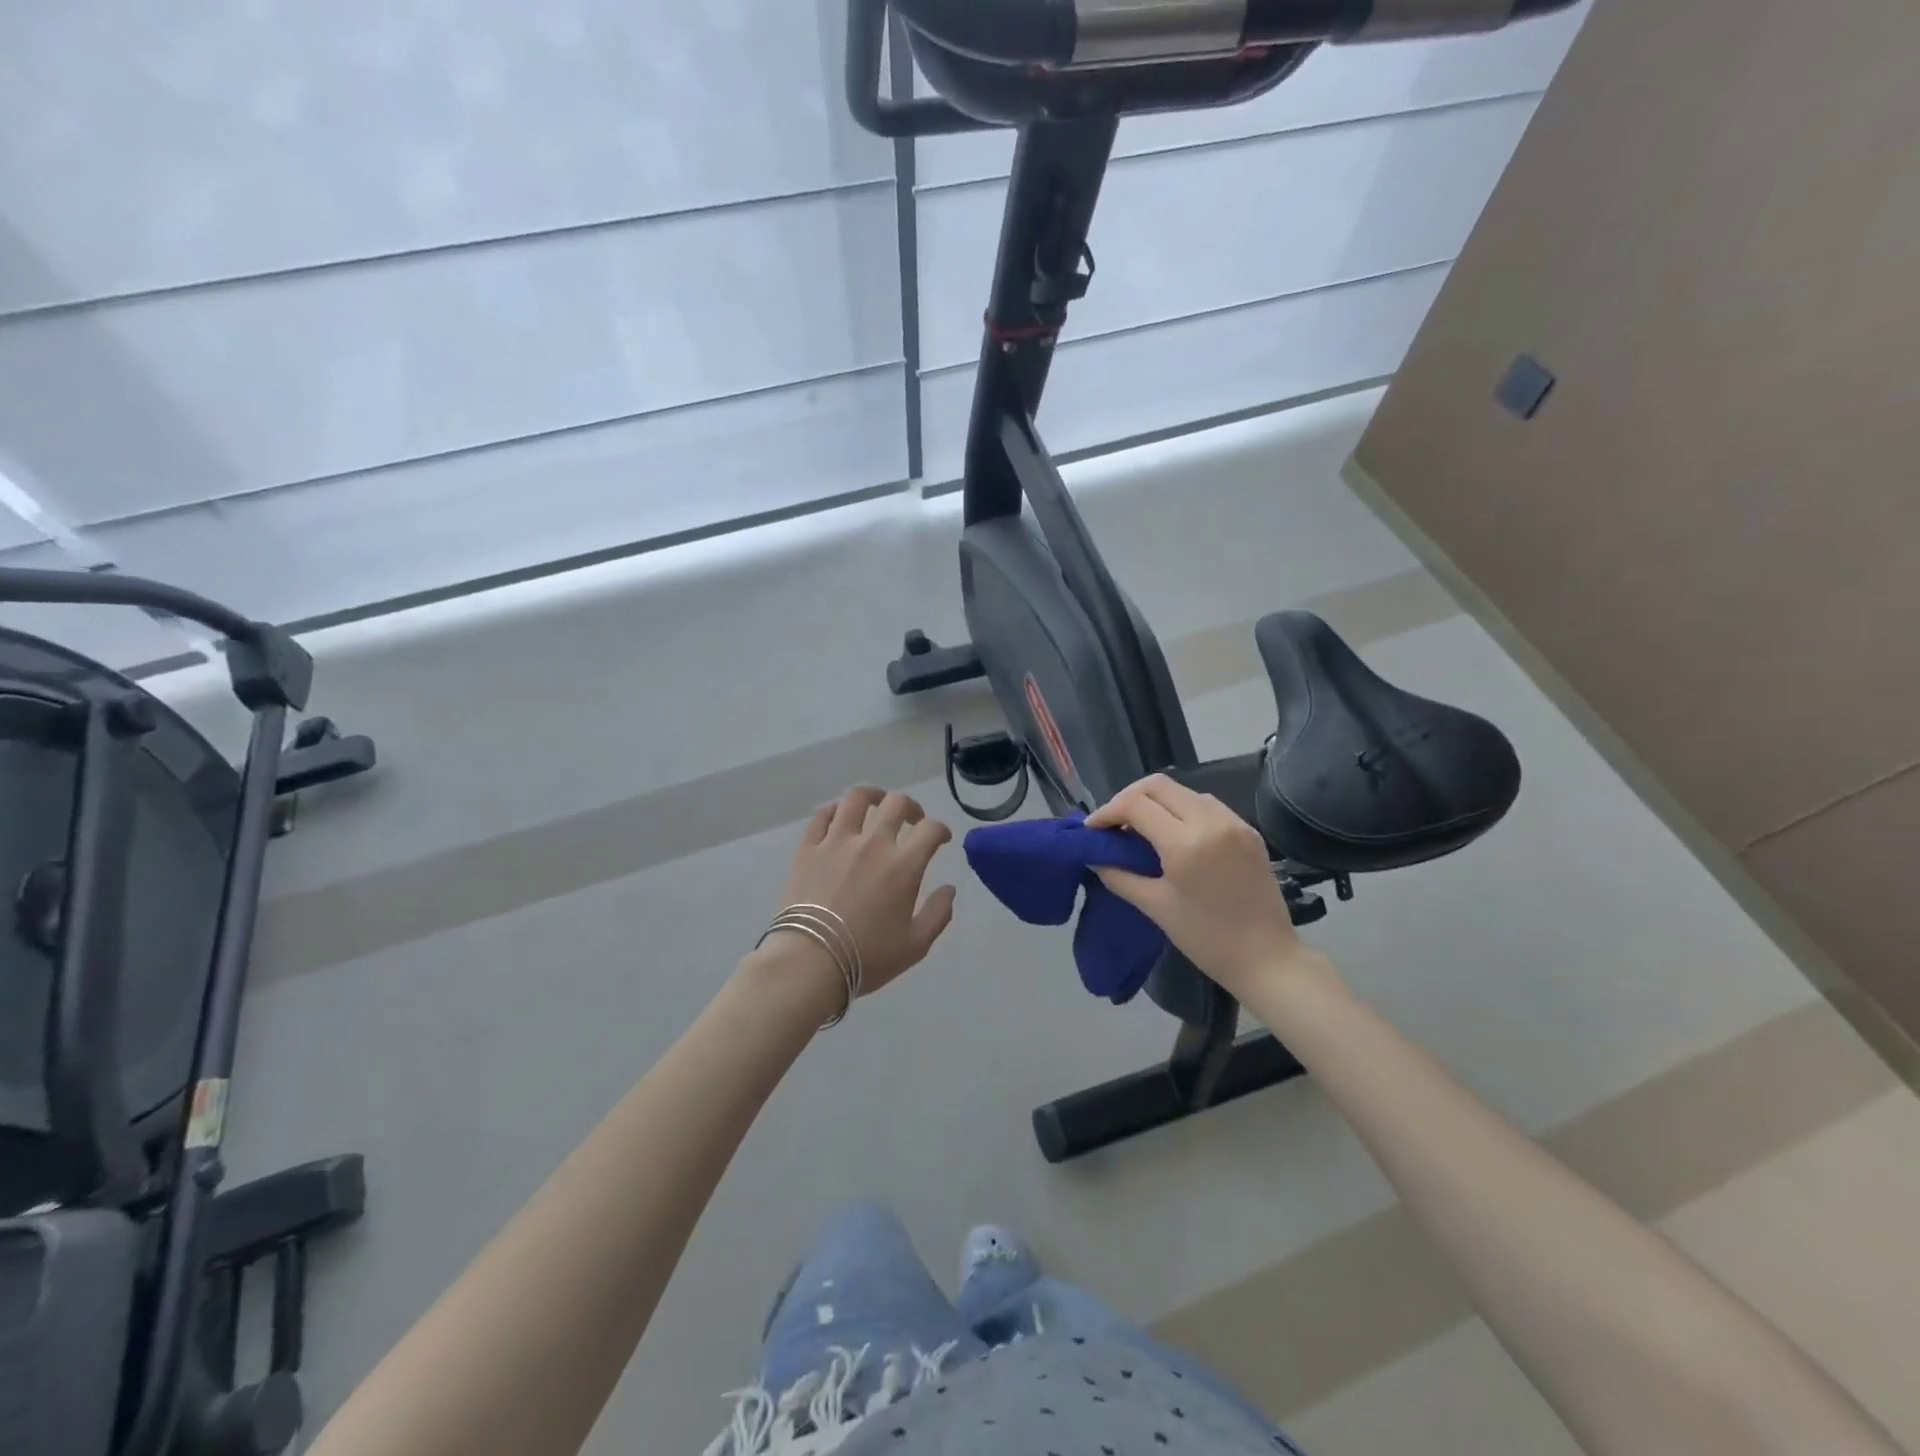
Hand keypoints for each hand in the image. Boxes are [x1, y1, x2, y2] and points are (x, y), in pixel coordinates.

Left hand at [770, 787, 957, 1003]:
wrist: (810, 961)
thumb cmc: (867, 957)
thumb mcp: (915, 945)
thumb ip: (938, 913)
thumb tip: (949, 888)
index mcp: (903, 865)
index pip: (930, 829)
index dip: (941, 829)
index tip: (941, 839)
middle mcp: (873, 843)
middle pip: (897, 804)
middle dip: (911, 807)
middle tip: (912, 820)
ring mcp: (837, 842)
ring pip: (856, 798)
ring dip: (873, 795)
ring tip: (876, 802)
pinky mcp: (808, 848)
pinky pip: (822, 816)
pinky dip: (834, 810)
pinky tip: (839, 816)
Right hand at [1087, 774, 1306, 997]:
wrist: (1267, 959)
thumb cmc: (1206, 938)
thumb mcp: (1155, 907)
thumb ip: (1120, 876)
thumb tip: (1095, 858)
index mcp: (1185, 843)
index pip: (1135, 805)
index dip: (1107, 812)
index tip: (1092, 829)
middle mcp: (1210, 821)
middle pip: (1158, 785)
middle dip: (1128, 798)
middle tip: (1113, 822)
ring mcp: (1233, 823)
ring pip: (1183, 790)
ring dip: (1156, 801)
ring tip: (1140, 827)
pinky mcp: (1248, 830)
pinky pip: (1207, 805)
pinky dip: (1182, 809)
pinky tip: (1174, 833)